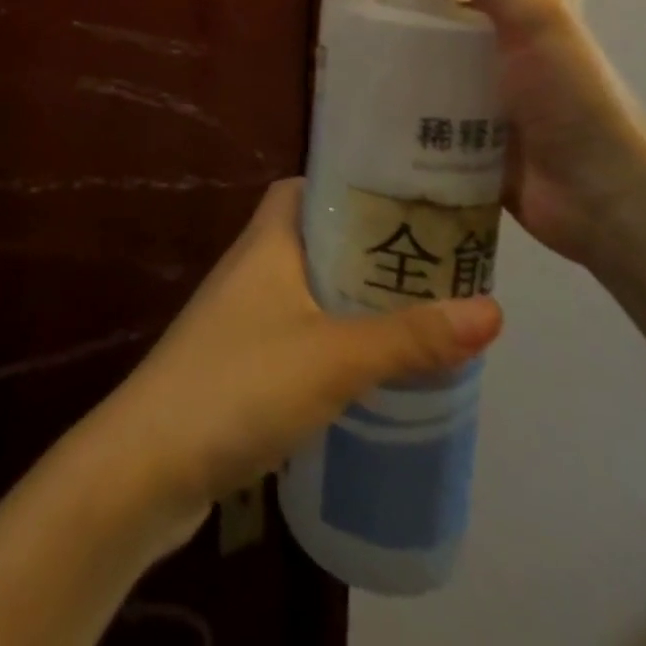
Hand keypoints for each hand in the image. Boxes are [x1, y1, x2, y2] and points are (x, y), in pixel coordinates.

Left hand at [87, 178, 500, 534]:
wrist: (152, 460)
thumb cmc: (241, 382)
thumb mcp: (335, 356)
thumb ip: (410, 336)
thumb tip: (494, 308)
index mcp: (267, 240)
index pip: (307, 186)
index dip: (351, 185)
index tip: (407, 198)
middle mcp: (252, 265)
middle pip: (316, 238)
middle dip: (368, 248)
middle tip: (431, 263)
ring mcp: (242, 315)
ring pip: (309, 288)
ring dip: (354, 297)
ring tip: (416, 313)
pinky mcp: (241, 361)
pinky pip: (299, 331)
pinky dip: (334, 339)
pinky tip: (369, 369)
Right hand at [336, 0, 645, 268]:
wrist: (604, 197)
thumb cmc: (572, 95)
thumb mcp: (535, 14)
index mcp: (506, 0)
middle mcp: (483, 37)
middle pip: (415, 4)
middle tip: (329, 6)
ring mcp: (466, 85)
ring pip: (405, 54)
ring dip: (370, 51)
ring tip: (327, 54)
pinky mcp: (451, 130)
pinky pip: (405, 103)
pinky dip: (377, 97)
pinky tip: (347, 99)